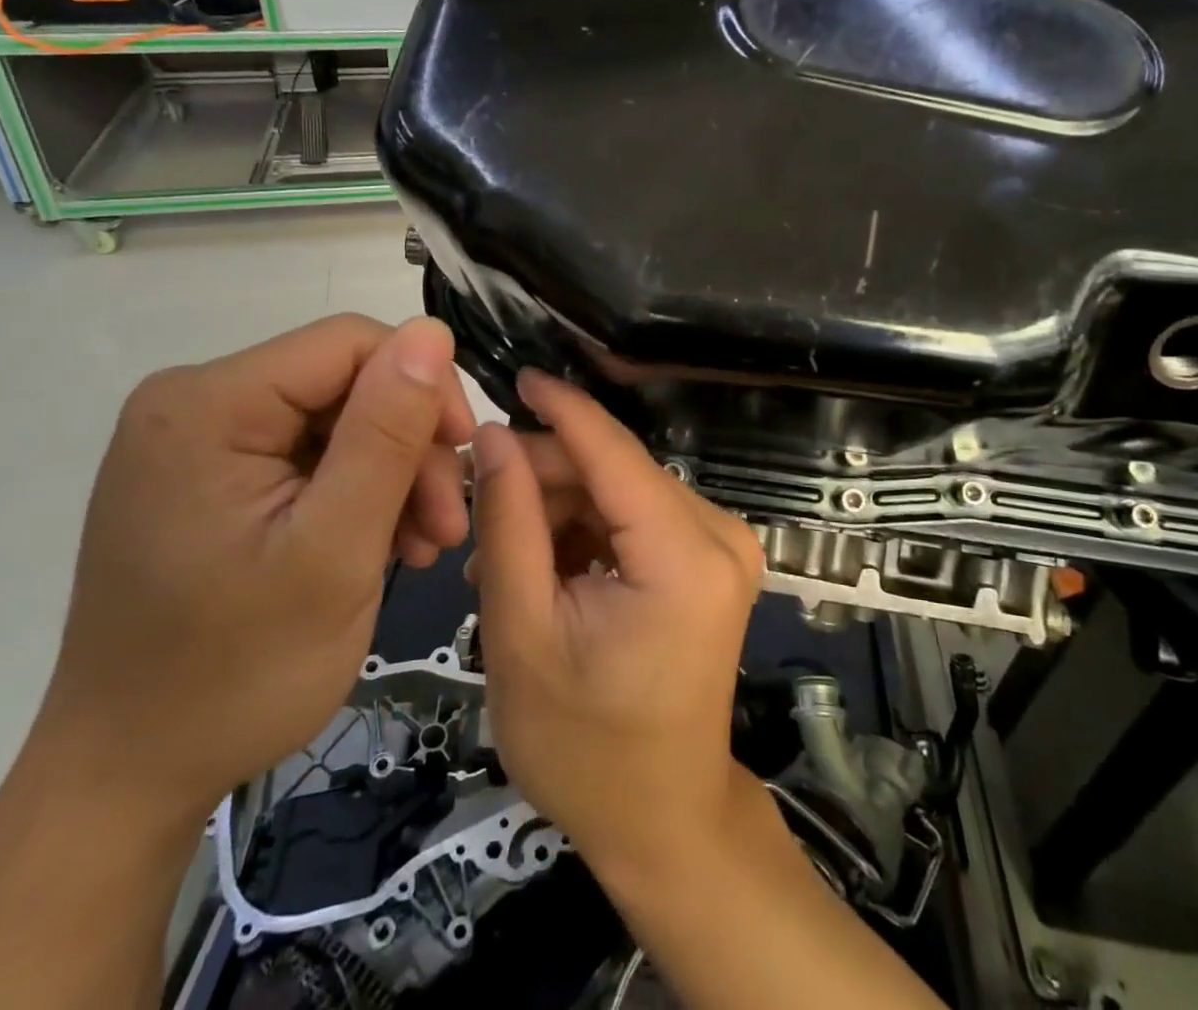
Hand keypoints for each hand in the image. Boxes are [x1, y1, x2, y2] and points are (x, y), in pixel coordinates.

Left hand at [28, 314, 475, 825]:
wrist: (127, 779)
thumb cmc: (235, 673)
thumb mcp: (334, 550)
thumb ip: (386, 433)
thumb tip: (432, 331)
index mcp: (208, 403)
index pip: (351, 343)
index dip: (423, 388)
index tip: (460, 463)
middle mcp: (193, 402)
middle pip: (345, 382)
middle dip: (408, 448)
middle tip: (445, 529)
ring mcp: (196, 439)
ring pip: (336, 419)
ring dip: (391, 475)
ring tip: (422, 546)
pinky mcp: (207, 475)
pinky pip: (306, 454)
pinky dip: (355, 493)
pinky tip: (382, 544)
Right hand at [469, 370, 765, 882]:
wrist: (662, 819)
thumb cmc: (584, 747)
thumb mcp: (523, 633)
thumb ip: (509, 524)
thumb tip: (494, 436)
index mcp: (684, 558)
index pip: (613, 453)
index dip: (560, 409)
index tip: (511, 378)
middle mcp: (720, 535)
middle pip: (613, 471)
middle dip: (542, 478)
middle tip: (474, 506)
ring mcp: (723, 546)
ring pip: (620, 490)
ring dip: (557, 509)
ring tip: (496, 555)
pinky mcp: (711, 559)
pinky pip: (635, 517)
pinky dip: (585, 531)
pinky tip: (539, 564)